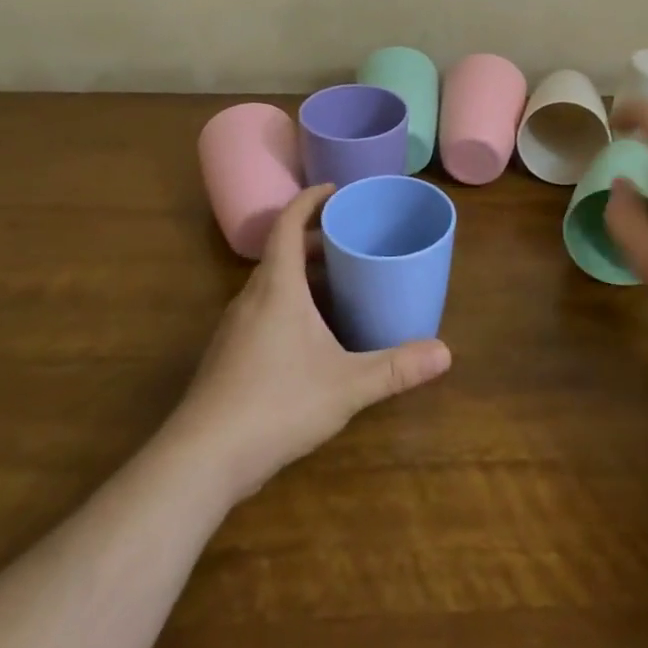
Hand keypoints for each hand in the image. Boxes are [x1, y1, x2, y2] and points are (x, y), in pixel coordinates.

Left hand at [167, 184, 451, 501]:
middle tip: (352, 240)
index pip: (288, 223)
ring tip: (339, 284)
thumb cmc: (277, 403)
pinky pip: (263, 309)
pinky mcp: (228, 354)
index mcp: (277, 287)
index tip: (335, 189)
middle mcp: (252, 297)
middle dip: (315, 240)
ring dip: (302, 274)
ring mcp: (235, 327)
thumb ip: (396, 368)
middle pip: (282, 251)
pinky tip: (311, 335)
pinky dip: (289, 302)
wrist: (202, 458)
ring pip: (271, 283)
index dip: (310, 200)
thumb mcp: (346, 385)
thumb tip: (445, 353)